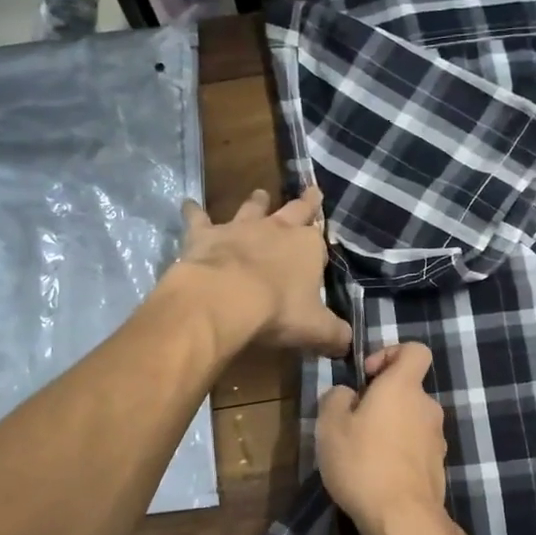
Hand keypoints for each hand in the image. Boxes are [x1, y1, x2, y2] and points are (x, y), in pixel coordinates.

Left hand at [173, 186, 351, 355]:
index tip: (322, 248)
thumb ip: (334, 334)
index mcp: (308, 247)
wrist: (225, 299)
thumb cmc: (278, 311)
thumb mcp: (316, 329)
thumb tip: (348, 342)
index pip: (320, 244)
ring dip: (257, 202)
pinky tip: (187, 204)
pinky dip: (193, 211)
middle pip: (295, 211)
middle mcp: (277, 229)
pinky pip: (199, 218)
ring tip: (259, 193)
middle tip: (312, 192)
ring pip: (252, 208)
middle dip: (305, 204)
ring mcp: (240, 228)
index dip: (321, 248)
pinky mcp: (206, 234)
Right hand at [317, 343, 457, 534]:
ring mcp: (437, 438)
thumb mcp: (330, 426)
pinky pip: (415, 447)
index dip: (390, 354)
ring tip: (362, 453)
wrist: (402, 519)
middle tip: (353, 422)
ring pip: (410, 420)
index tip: (367, 377)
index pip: (415, 350)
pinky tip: (377, 474)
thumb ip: (336, 398)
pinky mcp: (437, 466)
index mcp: (403, 387)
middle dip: (382, 400)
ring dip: (389, 428)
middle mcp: (427, 406)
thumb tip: (348, 394)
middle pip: (407, 389)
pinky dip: (399, 452)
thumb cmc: (362, 463)